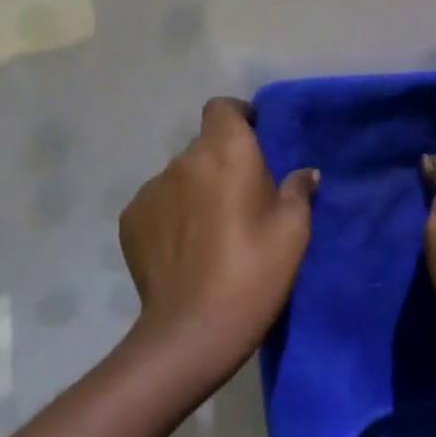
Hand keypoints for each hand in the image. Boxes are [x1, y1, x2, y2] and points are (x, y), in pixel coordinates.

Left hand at [119, 97, 319, 384]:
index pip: (222, 108)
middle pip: (203, 146)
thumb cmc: (254, 271)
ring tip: (208, 230)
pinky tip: (182, 249)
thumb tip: (305, 173)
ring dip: (194, 190)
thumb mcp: (293, 232)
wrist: (193, 328)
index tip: (253, 139)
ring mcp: (151, 189)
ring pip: (179, 177)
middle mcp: (184, 160)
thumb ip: (298, 192)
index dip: (237, 117)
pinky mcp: (130, 218)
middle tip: (239, 199)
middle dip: (220, 162)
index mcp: (227, 151)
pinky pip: (157, 204)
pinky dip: (170, 215)